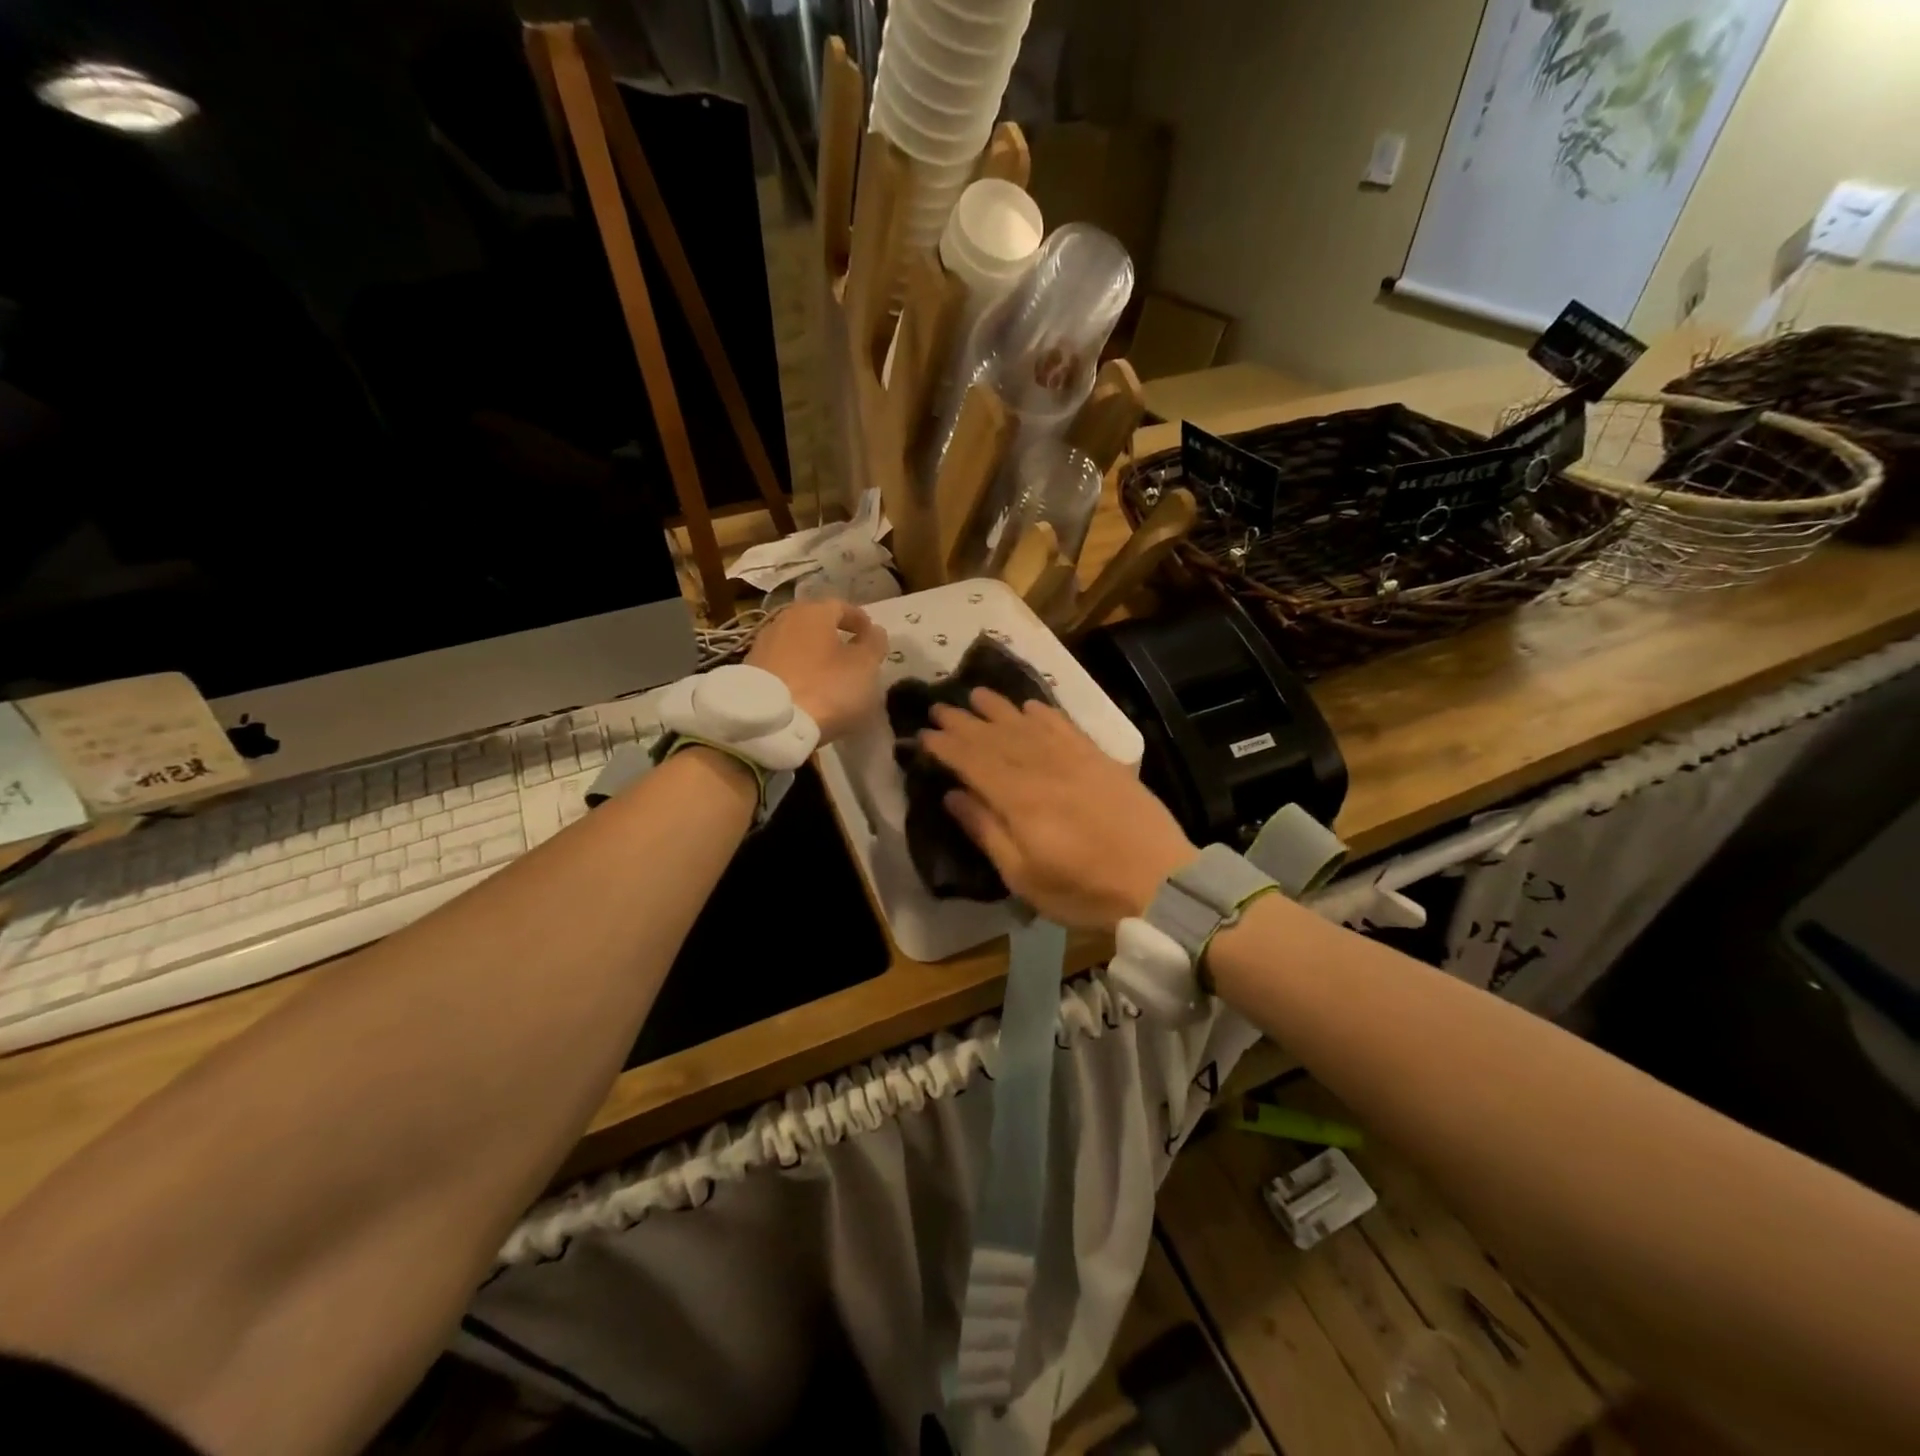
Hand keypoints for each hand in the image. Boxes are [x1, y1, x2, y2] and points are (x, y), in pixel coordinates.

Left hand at [746, 599, 888, 744]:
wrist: (768, 723)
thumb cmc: (825, 687)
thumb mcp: (864, 667)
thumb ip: (874, 645)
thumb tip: (874, 631)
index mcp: (814, 612)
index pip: (842, 607)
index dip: (860, 620)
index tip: (872, 636)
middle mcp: (785, 620)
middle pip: (816, 624)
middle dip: (835, 637)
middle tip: (851, 655)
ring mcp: (763, 645)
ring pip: (797, 644)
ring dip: (814, 655)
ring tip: (829, 676)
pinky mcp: (750, 671)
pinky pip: (783, 665)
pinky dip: (797, 672)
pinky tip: (806, 690)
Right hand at [919, 690, 1197, 929]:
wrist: (1161, 881)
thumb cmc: (1084, 889)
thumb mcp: (1024, 876)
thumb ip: (987, 831)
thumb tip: (952, 795)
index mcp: (1018, 798)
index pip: (972, 761)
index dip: (946, 746)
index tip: (924, 734)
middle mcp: (1042, 768)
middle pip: (996, 737)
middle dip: (964, 721)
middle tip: (939, 707)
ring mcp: (1075, 759)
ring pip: (1028, 725)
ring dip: (1000, 708)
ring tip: (976, 693)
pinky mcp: (1101, 760)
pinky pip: (1066, 727)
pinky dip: (1046, 713)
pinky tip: (1032, 706)